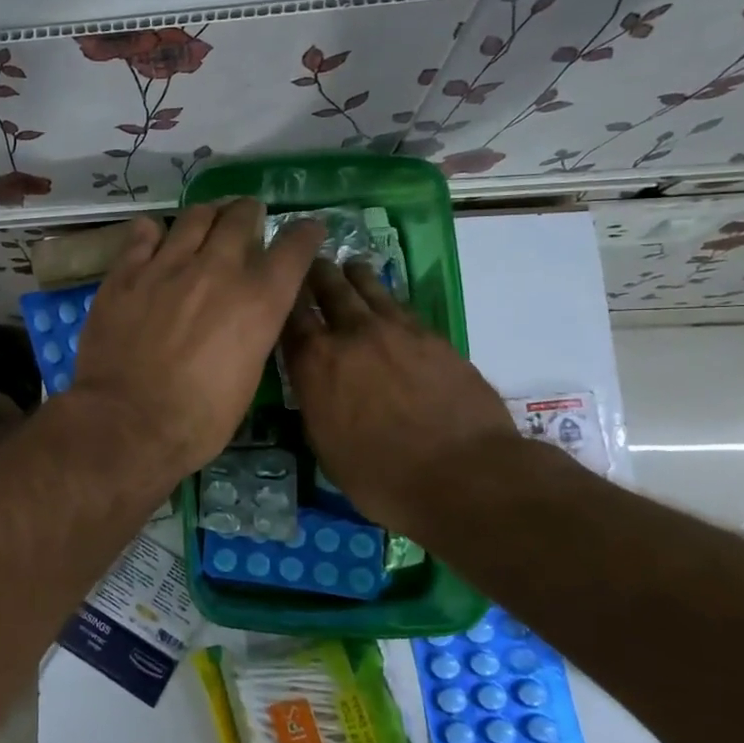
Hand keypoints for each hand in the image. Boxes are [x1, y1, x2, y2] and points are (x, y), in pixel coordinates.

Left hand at [68, 200, 324, 485]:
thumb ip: (253, 333)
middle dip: (250, 213)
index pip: (294, 247)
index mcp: (258, 301)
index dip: (305, 233)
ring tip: (207, 220)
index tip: (308, 229)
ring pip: (195, 216)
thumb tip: (249, 316)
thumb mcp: (248, 379)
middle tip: (247, 218)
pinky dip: (154, 232)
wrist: (126, 423)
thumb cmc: (196, 420)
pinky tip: (154, 238)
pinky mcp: (126, 273)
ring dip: (208, 215)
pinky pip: (143, 233)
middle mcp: (217, 270)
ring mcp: (168, 266)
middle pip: (241, 216)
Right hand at [280, 258, 515, 531]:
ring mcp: (396, 330)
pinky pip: (401, 305)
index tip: (279, 287)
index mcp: (315, 364)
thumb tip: (314, 384)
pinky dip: (386, 297)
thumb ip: (315, 402)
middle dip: (316, 274)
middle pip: (328, 288)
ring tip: (349, 267)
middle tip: (312, 265)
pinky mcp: (433, 336)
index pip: (289, 315)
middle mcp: (351, 335)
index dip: (282, 296)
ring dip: (353, 275)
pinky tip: (386, 300)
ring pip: (368, 287)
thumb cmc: (382, 478)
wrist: (465, 476)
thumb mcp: (325, 446)